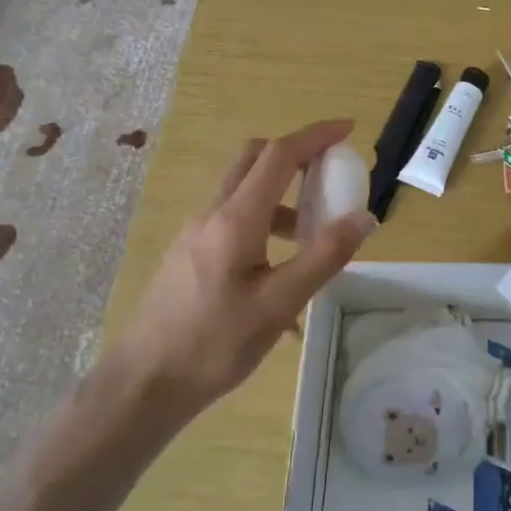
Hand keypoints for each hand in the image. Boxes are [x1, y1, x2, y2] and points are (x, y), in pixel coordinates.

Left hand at [105, 120, 374, 421]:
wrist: (146, 381)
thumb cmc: (215, 343)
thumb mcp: (279, 303)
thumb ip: (324, 256)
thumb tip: (363, 216)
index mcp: (236, 219)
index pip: (279, 156)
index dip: (315, 136)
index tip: (348, 129)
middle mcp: (213, 214)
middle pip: (255, 160)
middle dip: (296, 154)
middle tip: (331, 173)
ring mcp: (196, 232)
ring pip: (244, 192)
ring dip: (283, 195)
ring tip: (314, 235)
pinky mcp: (191, 253)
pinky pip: (234, 221)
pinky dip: (265, 223)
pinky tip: (281, 274)